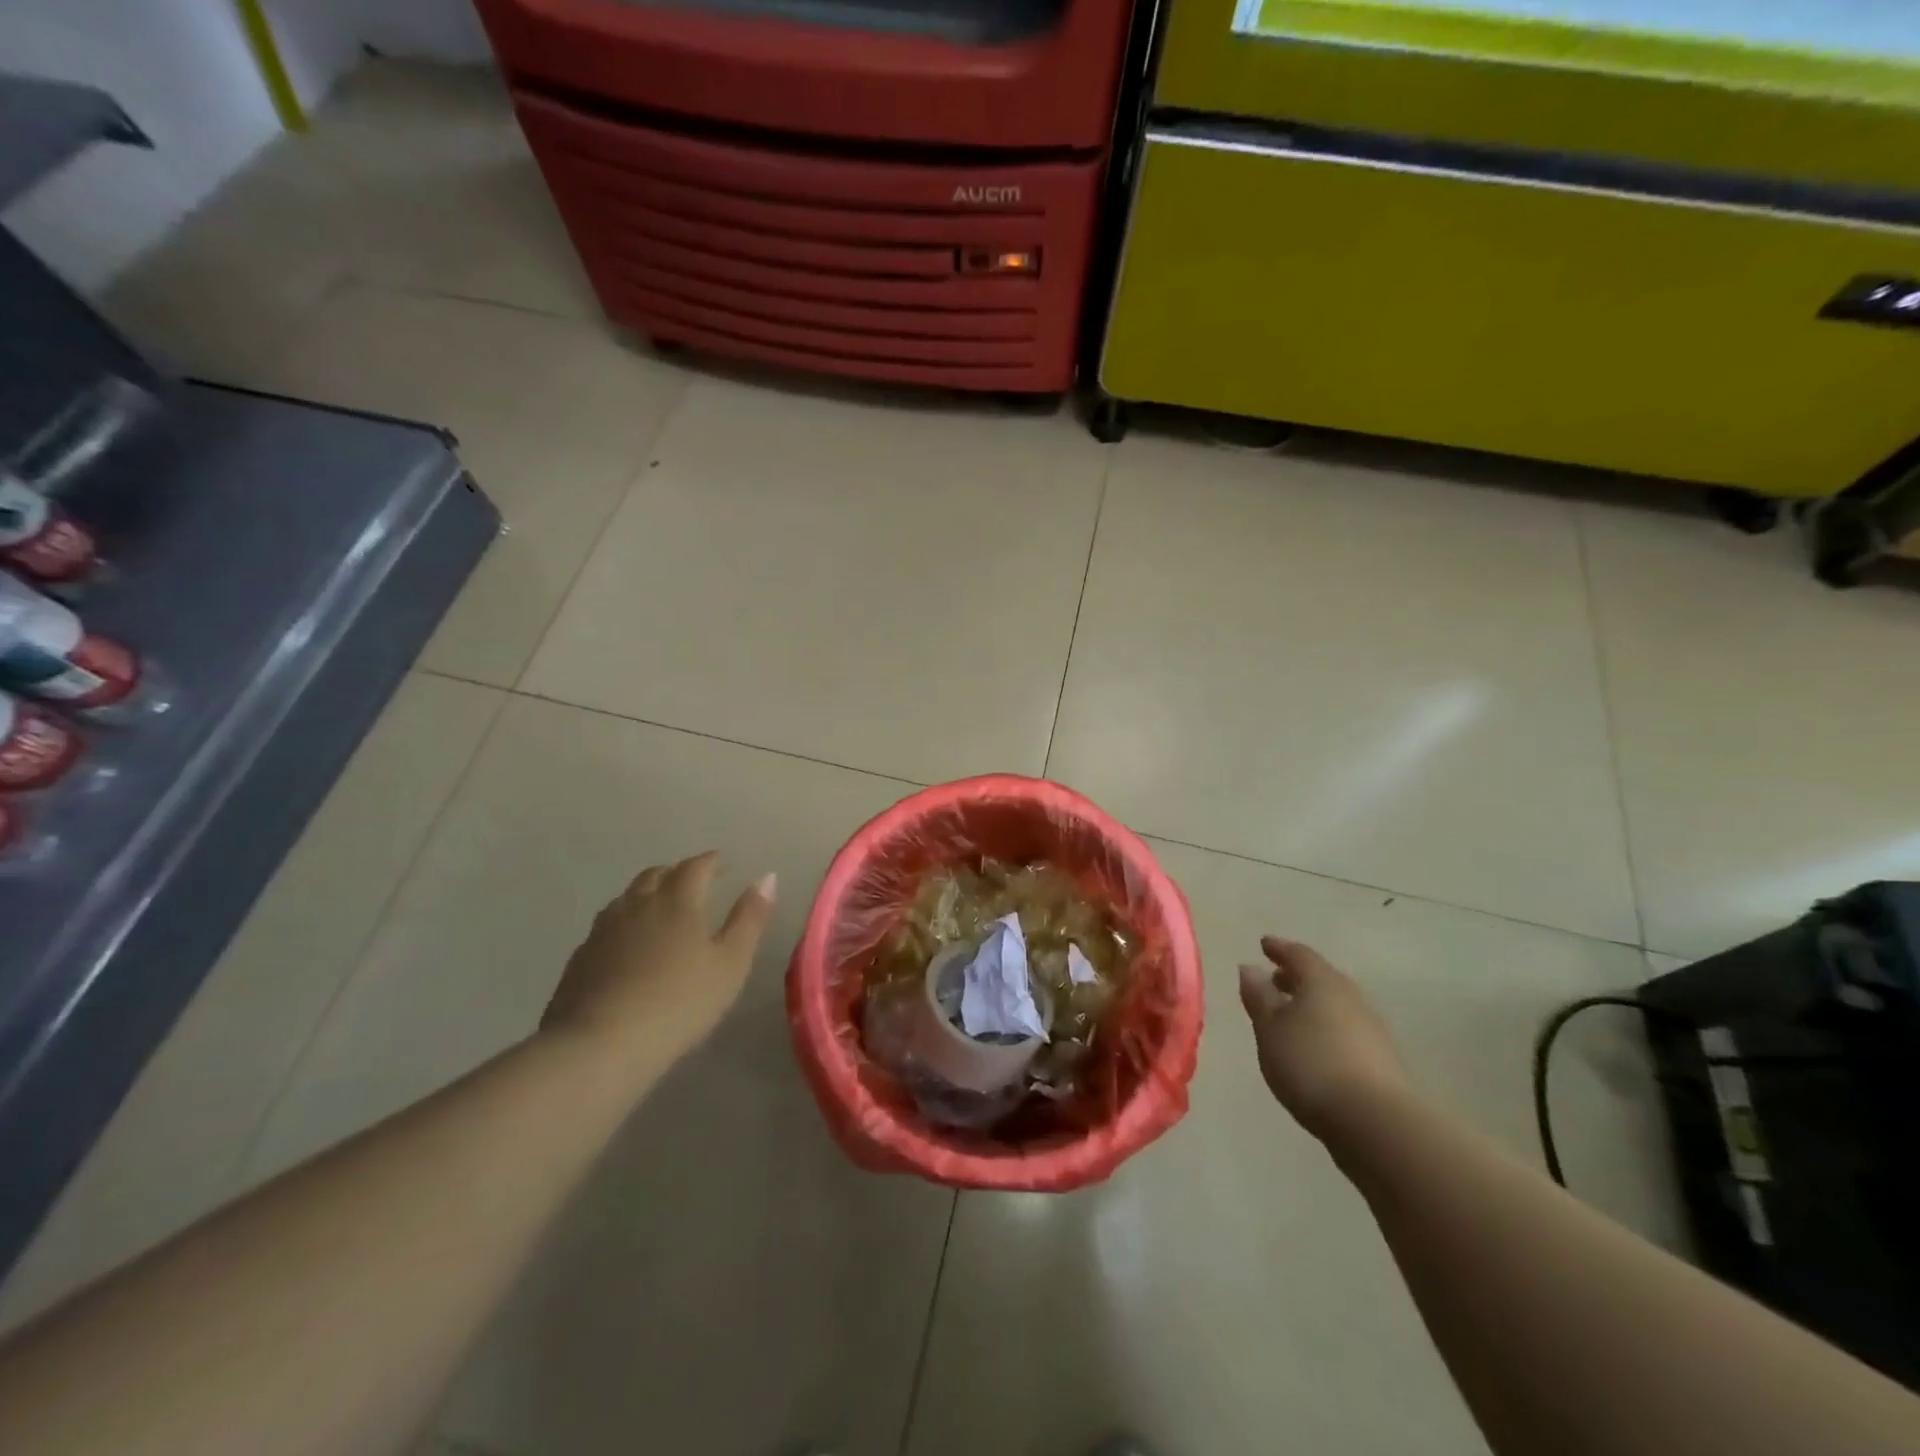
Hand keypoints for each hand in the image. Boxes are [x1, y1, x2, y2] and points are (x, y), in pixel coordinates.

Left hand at [543, 852, 776, 1064]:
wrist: (600, 1045)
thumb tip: (767, 877)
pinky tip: (627, 943)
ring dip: (647, 892)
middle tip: (693, 881)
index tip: (723, 863)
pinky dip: (624, 921)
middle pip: (657, 875)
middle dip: (677, 872)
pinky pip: (607, 925)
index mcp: (678, 901)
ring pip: (627, 897)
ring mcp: (604, 930)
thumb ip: (749, 918)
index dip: (711, 862)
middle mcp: (638, 904)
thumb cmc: (679, 1002)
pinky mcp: (581, 957)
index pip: (696, 866)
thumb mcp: (731, 963)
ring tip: (660, 906)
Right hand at [1238, 936, 1410, 1141]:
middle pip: (1322, 977)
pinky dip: (1328, 1028)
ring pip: (1337, 1004)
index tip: (1264, 945)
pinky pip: (1347, 1030)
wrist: (1375, 1121)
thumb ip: (1259, 997)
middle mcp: (1350, 997)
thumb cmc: (1310, 1064)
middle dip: (1297, 976)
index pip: (1298, 954)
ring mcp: (1371, 1028)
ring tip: (1291, 1016)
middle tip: (1275, 980)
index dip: (1279, 948)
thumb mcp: (1270, 1029)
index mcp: (1321, 982)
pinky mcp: (1382, 1059)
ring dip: (1314, 1004)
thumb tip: (1250, 968)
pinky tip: (1316, 1046)